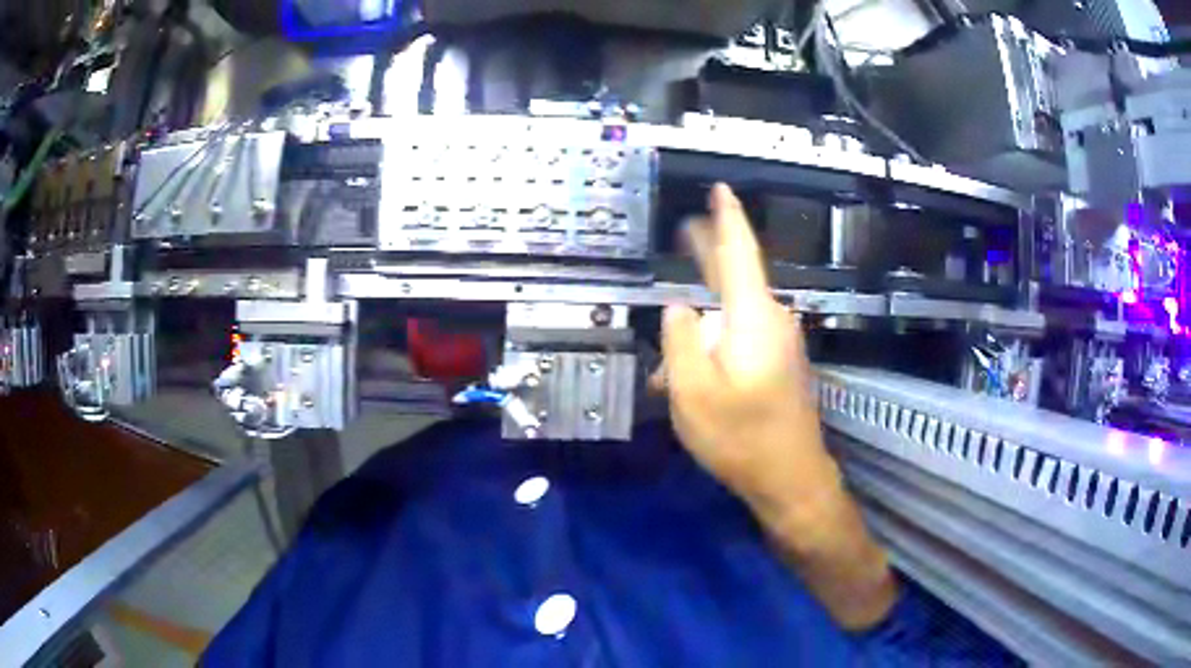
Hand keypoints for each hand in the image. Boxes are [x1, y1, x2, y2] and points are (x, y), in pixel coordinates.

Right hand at [658, 184, 828, 518]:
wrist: (790, 477)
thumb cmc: (741, 436)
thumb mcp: (693, 391)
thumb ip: (681, 340)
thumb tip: (680, 307)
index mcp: (752, 317)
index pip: (739, 252)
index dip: (727, 218)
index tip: (720, 190)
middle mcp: (771, 320)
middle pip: (735, 276)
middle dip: (707, 256)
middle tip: (683, 234)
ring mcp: (779, 343)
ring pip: (731, 320)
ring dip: (699, 332)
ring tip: (667, 371)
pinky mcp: (779, 364)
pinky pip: (740, 341)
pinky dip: (713, 350)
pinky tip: (690, 382)